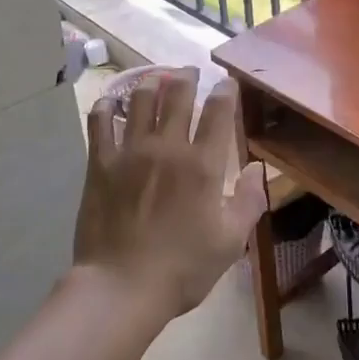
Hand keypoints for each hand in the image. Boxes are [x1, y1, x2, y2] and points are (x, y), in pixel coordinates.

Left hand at [76, 69, 267, 321]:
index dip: (225, 91)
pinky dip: (107, 106)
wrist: (121, 287)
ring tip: (155, 79)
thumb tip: (257, 168)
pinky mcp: (101, 163)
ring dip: (151, 83)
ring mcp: (130, 152)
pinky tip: (111, 103)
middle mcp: (167, 147)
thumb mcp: (230, 241)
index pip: (218, 112)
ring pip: (140, 100)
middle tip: (189, 72)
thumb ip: (249, 200)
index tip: (226, 84)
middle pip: (178, 94)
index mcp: (203, 165)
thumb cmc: (182, 269)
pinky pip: (100, 122)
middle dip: (187, 76)